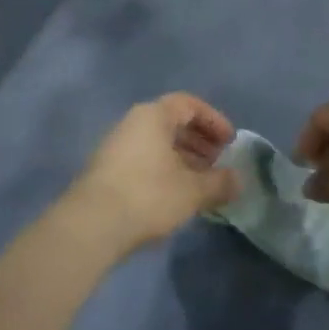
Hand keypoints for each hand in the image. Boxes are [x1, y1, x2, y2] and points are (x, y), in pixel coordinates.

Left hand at [66, 94, 239, 253]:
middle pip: (172, 122)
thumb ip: (219, 182)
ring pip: (157, 143)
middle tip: (218, 163)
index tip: (230, 142)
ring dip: (183, 158)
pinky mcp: (106, 170)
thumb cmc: (148, 195)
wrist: (91, 225)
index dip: (214, 120)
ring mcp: (116, 146)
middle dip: (200, 141)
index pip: (189, 104)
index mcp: (153, 116)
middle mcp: (132, 123)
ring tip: (201, 183)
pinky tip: (176, 195)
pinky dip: (165, 170)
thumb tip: (238, 181)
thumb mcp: (193, 191)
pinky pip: (144, 159)